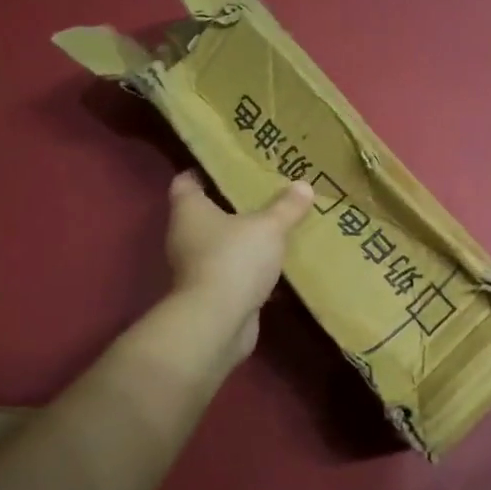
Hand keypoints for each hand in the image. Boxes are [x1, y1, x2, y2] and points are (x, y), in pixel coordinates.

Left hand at [165, 171, 312, 354]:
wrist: (218, 322)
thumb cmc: (235, 260)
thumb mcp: (269, 227)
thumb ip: (286, 207)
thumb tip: (304, 185)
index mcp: (190, 212)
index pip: (186, 182)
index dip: (204, 172)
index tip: (231, 167)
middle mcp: (186, 237)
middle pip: (206, 214)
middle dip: (233, 205)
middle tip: (264, 194)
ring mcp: (197, 268)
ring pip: (222, 244)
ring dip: (243, 239)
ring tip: (275, 227)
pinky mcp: (212, 293)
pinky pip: (234, 272)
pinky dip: (251, 268)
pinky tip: (277, 264)